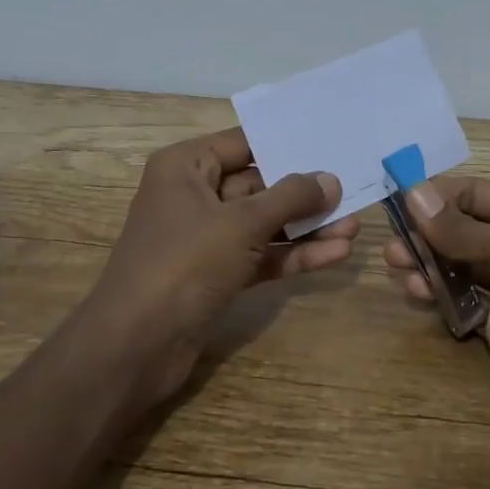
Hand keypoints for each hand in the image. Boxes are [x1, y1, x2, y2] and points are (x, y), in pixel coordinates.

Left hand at [84, 127, 359, 404]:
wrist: (135, 347)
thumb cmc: (183, 264)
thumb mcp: (241, 223)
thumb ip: (290, 199)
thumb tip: (331, 180)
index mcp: (186, 167)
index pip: (244, 143)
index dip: (287, 143)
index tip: (331, 142)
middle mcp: (194, 195)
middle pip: (259, 185)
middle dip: (305, 193)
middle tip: (353, 190)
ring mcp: (205, 239)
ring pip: (264, 224)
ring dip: (306, 228)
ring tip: (354, 228)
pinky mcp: (216, 275)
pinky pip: (260, 256)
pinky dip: (293, 256)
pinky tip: (335, 255)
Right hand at [383, 176, 489, 455]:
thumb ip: (459, 227)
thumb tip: (413, 193)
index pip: (476, 194)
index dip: (436, 196)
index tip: (394, 202)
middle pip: (462, 228)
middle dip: (426, 232)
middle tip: (391, 244)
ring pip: (456, 264)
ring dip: (426, 263)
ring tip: (399, 267)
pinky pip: (459, 298)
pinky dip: (436, 292)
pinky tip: (417, 293)